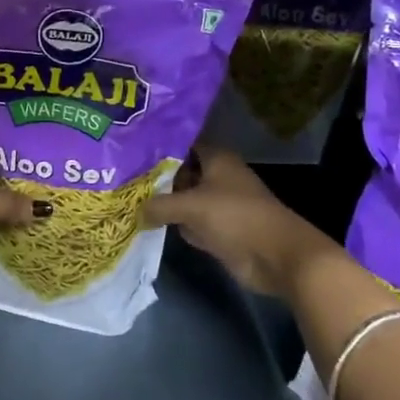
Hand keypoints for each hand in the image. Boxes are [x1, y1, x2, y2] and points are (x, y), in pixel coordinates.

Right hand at [142, 147, 338, 299]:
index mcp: (216, 159)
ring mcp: (218, 204)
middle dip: (156, 177)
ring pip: (184, 199)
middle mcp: (216, 177)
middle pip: (181, 172)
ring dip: (164, 204)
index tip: (130, 151)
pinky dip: (176, 225)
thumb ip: (160, 206)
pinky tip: (148, 225)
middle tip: (122, 178)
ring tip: (128, 200)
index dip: (158, 147)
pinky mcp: (219, 230)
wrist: (277, 256)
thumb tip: (136, 210)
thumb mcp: (192, 206)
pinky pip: (190, 222)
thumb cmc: (236, 217)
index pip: (182, 144)